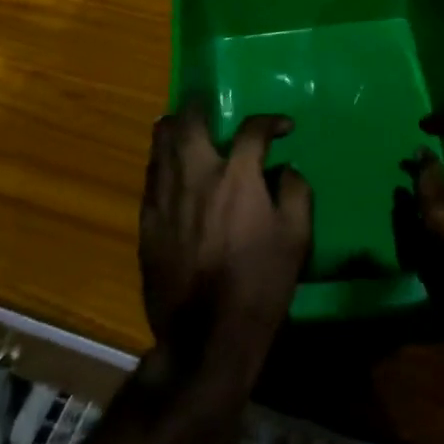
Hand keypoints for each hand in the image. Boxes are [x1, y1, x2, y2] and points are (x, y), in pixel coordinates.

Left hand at [139, 103, 311, 386]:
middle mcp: (197, 176)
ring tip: (186, 127)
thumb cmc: (260, 285)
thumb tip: (286, 170)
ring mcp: (166, 197)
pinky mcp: (147, 221)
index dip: (270, 121)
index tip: (282, 128)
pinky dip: (162, 162)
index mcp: (237, 177)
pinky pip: (151, 177)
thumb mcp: (296, 239)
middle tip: (211, 107)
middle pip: (189, 122)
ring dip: (175, 129)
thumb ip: (296, 193)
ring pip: (161, 144)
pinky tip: (171, 168)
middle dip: (201, 107)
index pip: (252, 130)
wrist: (207, 337)